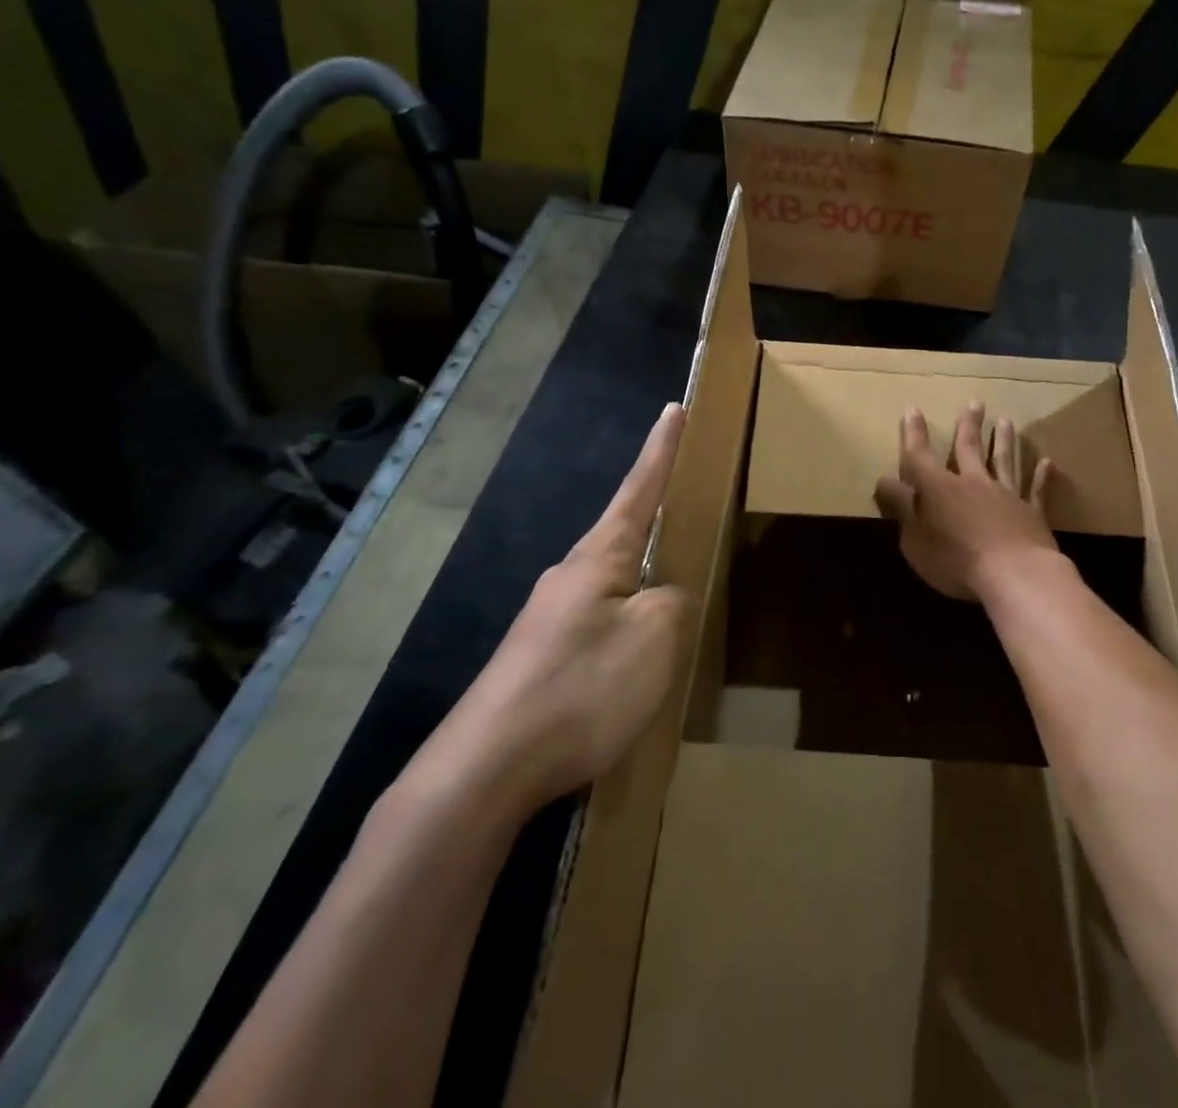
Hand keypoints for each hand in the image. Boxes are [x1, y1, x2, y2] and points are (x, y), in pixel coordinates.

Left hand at [425, 403, 692, 807]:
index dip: (661, 449)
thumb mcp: (656, 638)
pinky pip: (600, 627)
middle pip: (625, 536)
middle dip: (657, 521)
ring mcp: (551, 619)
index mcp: (599, 557)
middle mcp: (570, 577)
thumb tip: (666, 594)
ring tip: (676, 606)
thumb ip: (675, 601)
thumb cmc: (581, 688)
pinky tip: (638, 663)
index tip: (673, 408)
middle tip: (691, 516)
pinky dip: (628, 630)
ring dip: (645, 586)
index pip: (640, 488)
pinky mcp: (542, 659)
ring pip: (614, 587)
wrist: (486, 770)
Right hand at [872, 402, 1058, 601]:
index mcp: (939, 489)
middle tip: (975, 402)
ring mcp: (1006, 495)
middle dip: (968, 425)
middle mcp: (973, 483)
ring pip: (1004, 461)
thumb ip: (901, 508)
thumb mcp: (915, 539)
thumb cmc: (955, 561)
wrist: (1014, 574)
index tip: (913, 410)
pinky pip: (1035, 490)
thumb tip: (884, 480)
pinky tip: (1046, 462)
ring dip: (1004, 440)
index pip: (920, 456)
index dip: (914, 434)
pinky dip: (1040, 476)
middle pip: (969, 449)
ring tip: (1006, 421)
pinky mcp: (1032, 513)